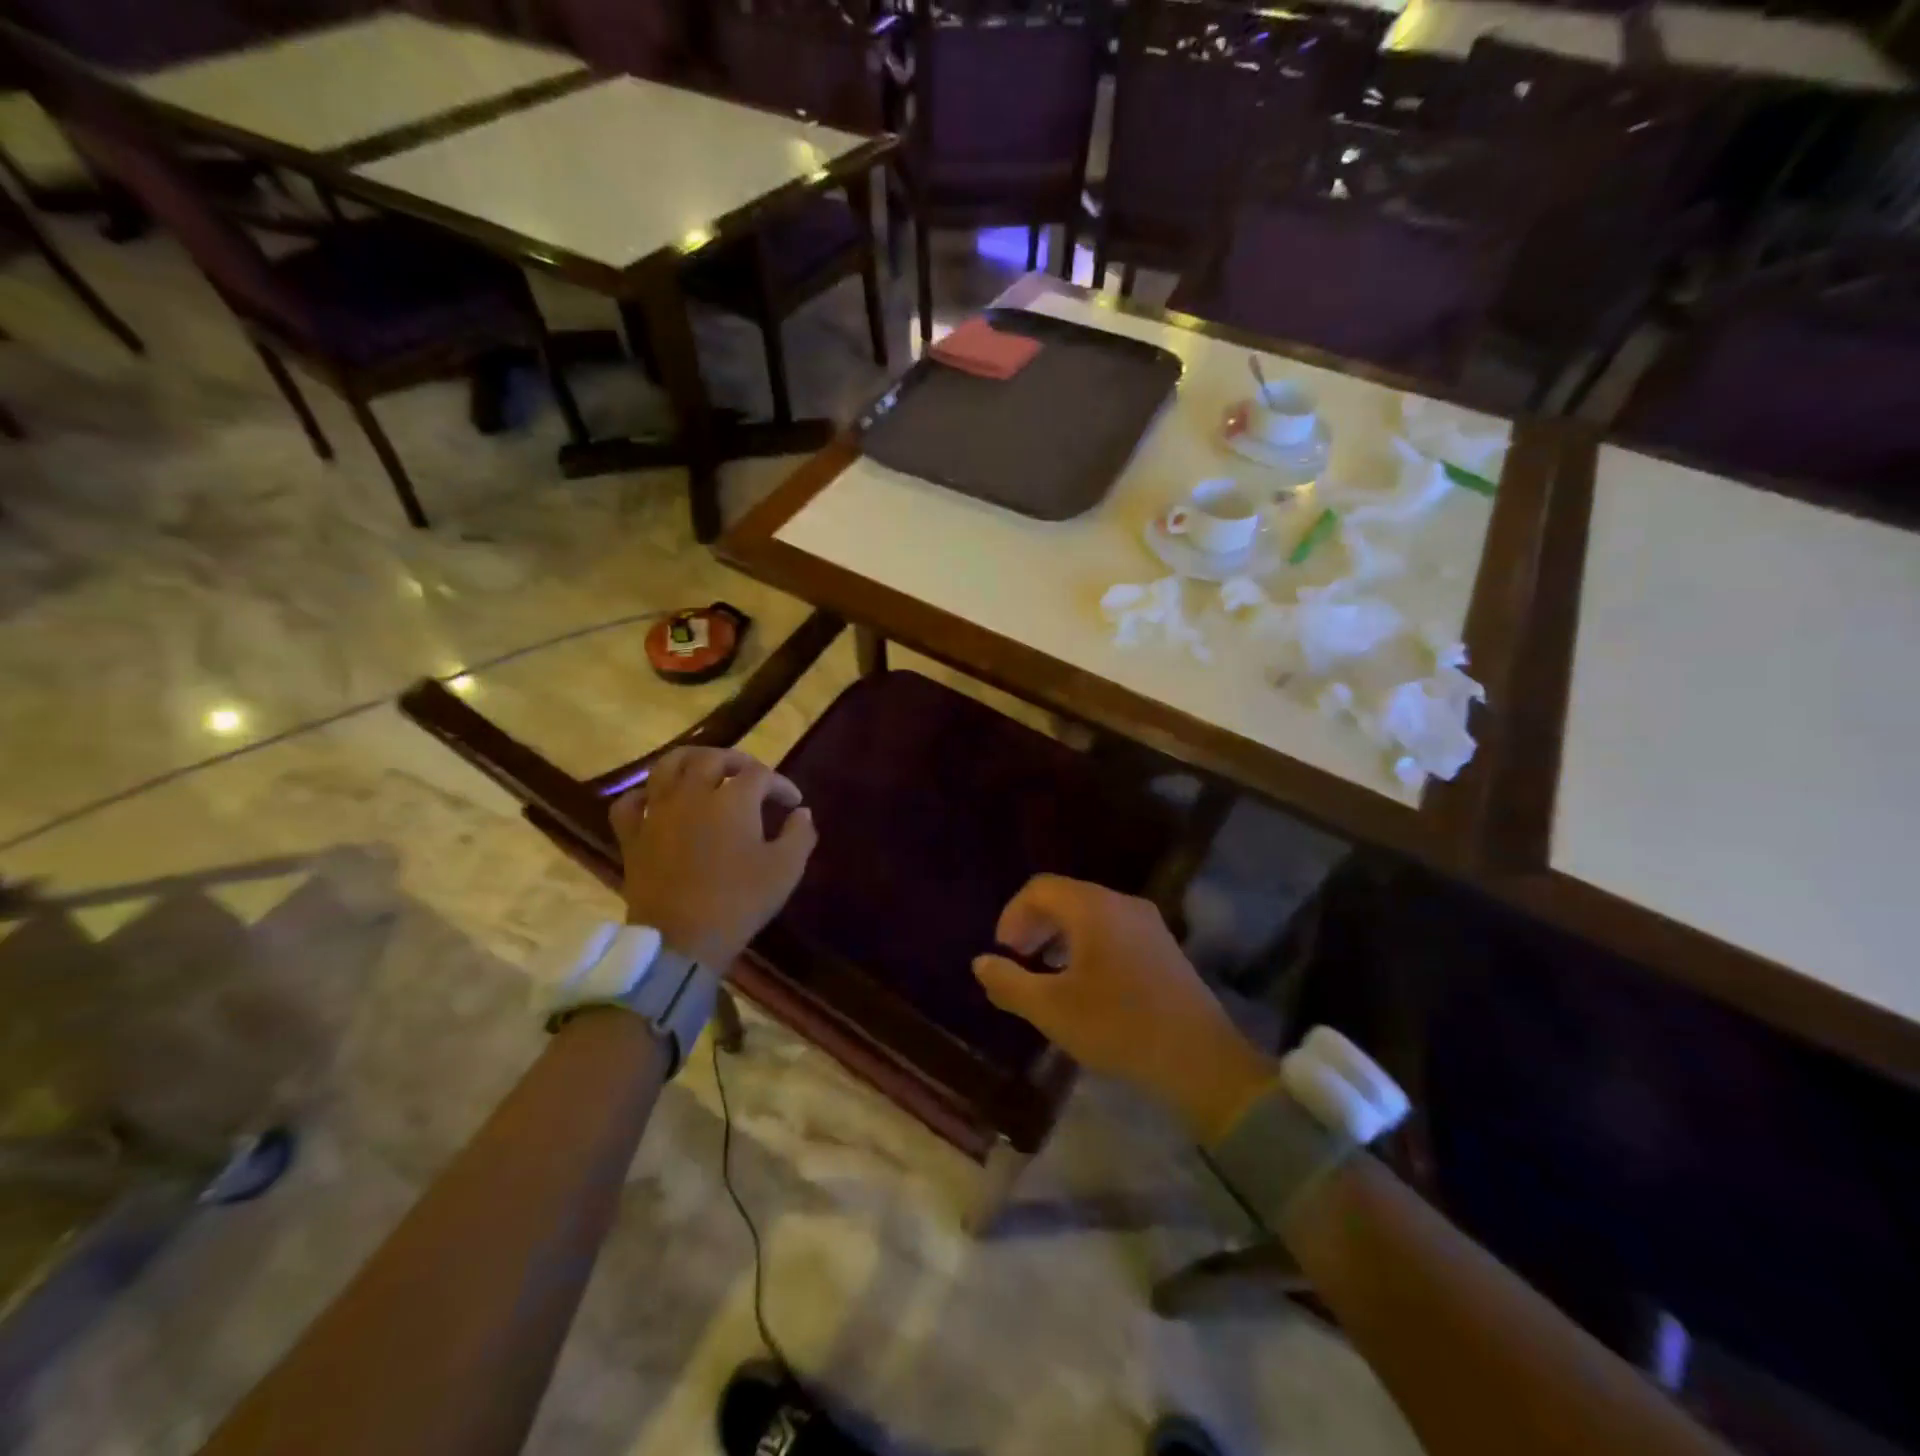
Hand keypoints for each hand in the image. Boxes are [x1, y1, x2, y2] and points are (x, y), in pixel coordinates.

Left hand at [610, 747, 817, 967]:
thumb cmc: (739, 901)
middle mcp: (693, 794)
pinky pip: (630, 803)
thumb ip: (800, 834)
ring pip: (667, 766)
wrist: (682, 940)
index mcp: (733, 799)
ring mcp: (658, 813)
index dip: (781, 784)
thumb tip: (801, 813)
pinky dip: (644, 795)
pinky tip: (656, 801)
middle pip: (712, 759)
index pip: (761, 775)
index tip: (793, 803)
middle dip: (737, 761)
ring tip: (704, 769)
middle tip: (752, 776)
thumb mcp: (785, 869)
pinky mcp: (633, 837)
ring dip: (690, 760)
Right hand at [973, 875, 1277, 1142]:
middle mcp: (1122, 904)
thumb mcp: (1052, 1009)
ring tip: (1047, 975)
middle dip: (1035, 926)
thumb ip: (1009, 982)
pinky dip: (1087, 945)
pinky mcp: (1163, 946)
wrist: (1200, 1060)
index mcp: (1093, 908)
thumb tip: (981, 963)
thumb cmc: (1118, 1028)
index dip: (1013, 915)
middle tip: (1019, 962)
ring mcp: (1148, 923)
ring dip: (1060, 937)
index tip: (1004, 953)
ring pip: (1090, 914)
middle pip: (1066, 897)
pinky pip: (1113, 930)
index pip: (1040, 888)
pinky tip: (1085, 984)